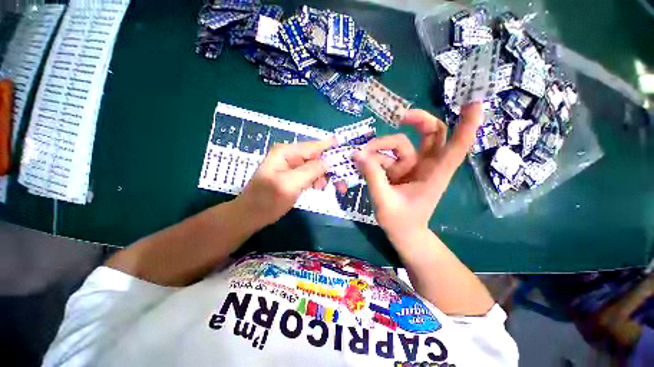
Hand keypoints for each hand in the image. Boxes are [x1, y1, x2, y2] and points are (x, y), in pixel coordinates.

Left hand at [235, 138, 335, 227]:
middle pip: (316, 157)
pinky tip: (317, 187)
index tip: (346, 146)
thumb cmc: (267, 201)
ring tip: (323, 188)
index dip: (330, 146)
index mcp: (286, 153)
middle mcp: (289, 155)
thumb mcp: (290, 185)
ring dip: (323, 175)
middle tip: (341, 183)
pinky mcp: (292, 175)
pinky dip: (316, 180)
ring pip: (314, 166)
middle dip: (329, 167)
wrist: (250, 215)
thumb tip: (329, 161)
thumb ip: (311, 171)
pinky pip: (309, 174)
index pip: (313, 146)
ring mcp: (290, 165)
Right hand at [353, 104, 482, 240]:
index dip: (468, 124)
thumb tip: (358, 154)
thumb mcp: (384, 201)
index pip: (457, 145)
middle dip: (418, 121)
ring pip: (401, 144)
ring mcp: (412, 166)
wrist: (403, 233)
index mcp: (434, 174)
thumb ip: (372, 176)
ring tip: (362, 155)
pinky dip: (375, 157)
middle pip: (432, 133)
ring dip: (381, 146)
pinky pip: (387, 156)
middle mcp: (427, 166)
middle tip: (399, 117)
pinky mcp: (400, 170)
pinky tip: (362, 162)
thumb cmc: (400, 221)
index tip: (474, 101)